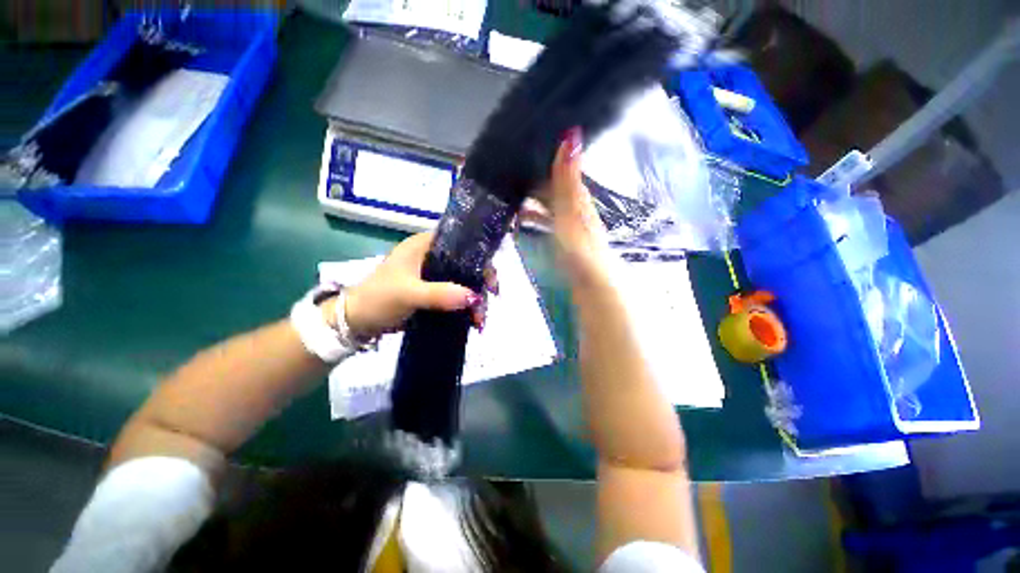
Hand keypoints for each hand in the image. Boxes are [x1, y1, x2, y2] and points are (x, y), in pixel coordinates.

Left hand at [338, 232, 495, 339]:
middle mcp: (432, 256)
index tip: (490, 279)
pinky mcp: (432, 291)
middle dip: (480, 285)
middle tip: (487, 304)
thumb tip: (475, 298)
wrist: (356, 322)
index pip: (461, 242)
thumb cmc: (378, 299)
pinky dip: (465, 306)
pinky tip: (472, 320)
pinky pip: (456, 295)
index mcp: (424, 245)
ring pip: (463, 281)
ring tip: (479, 321)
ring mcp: (433, 275)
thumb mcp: (408, 294)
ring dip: (474, 300)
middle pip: (466, 264)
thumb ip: (440, 294)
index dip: (480, 257)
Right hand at [522, 127, 612, 286]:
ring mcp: (567, 224)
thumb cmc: (579, 244)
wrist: (590, 281)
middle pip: (551, 188)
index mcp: (577, 196)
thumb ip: (567, 178)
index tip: (521, 150)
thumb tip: (571, 135)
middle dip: (532, 180)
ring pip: (546, 205)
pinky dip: (532, 220)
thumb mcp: (571, 209)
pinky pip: (544, 223)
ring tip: (508, 199)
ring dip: (530, 200)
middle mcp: (573, 207)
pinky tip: (520, 224)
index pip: (560, 169)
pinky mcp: (561, 240)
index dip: (545, 158)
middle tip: (506, 176)